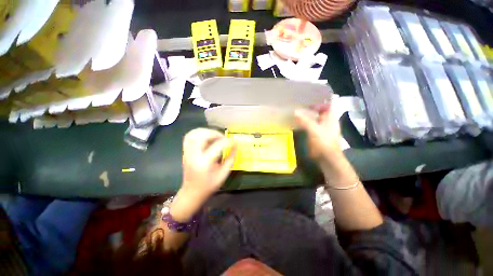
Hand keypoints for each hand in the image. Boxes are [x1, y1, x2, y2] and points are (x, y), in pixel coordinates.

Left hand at [182, 128, 236, 198]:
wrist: (191, 192)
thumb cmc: (209, 185)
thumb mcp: (223, 174)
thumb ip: (231, 159)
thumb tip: (236, 146)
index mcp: (204, 163)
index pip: (217, 146)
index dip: (228, 142)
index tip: (235, 141)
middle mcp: (194, 155)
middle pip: (202, 136)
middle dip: (215, 133)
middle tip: (223, 138)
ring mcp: (187, 152)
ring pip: (194, 133)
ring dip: (207, 131)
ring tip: (215, 136)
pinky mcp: (185, 151)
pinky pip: (189, 136)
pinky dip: (198, 133)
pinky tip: (206, 137)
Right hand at [295, 103, 342, 162]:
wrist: (327, 159)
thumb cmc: (324, 143)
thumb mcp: (314, 130)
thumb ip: (305, 120)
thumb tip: (295, 111)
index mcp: (331, 117)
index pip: (329, 103)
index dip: (322, 97)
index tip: (311, 94)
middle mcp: (327, 121)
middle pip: (321, 109)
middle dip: (312, 105)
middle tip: (300, 100)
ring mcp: (322, 127)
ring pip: (315, 117)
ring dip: (308, 113)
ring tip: (297, 108)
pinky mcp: (316, 134)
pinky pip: (311, 124)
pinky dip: (305, 121)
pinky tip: (298, 120)